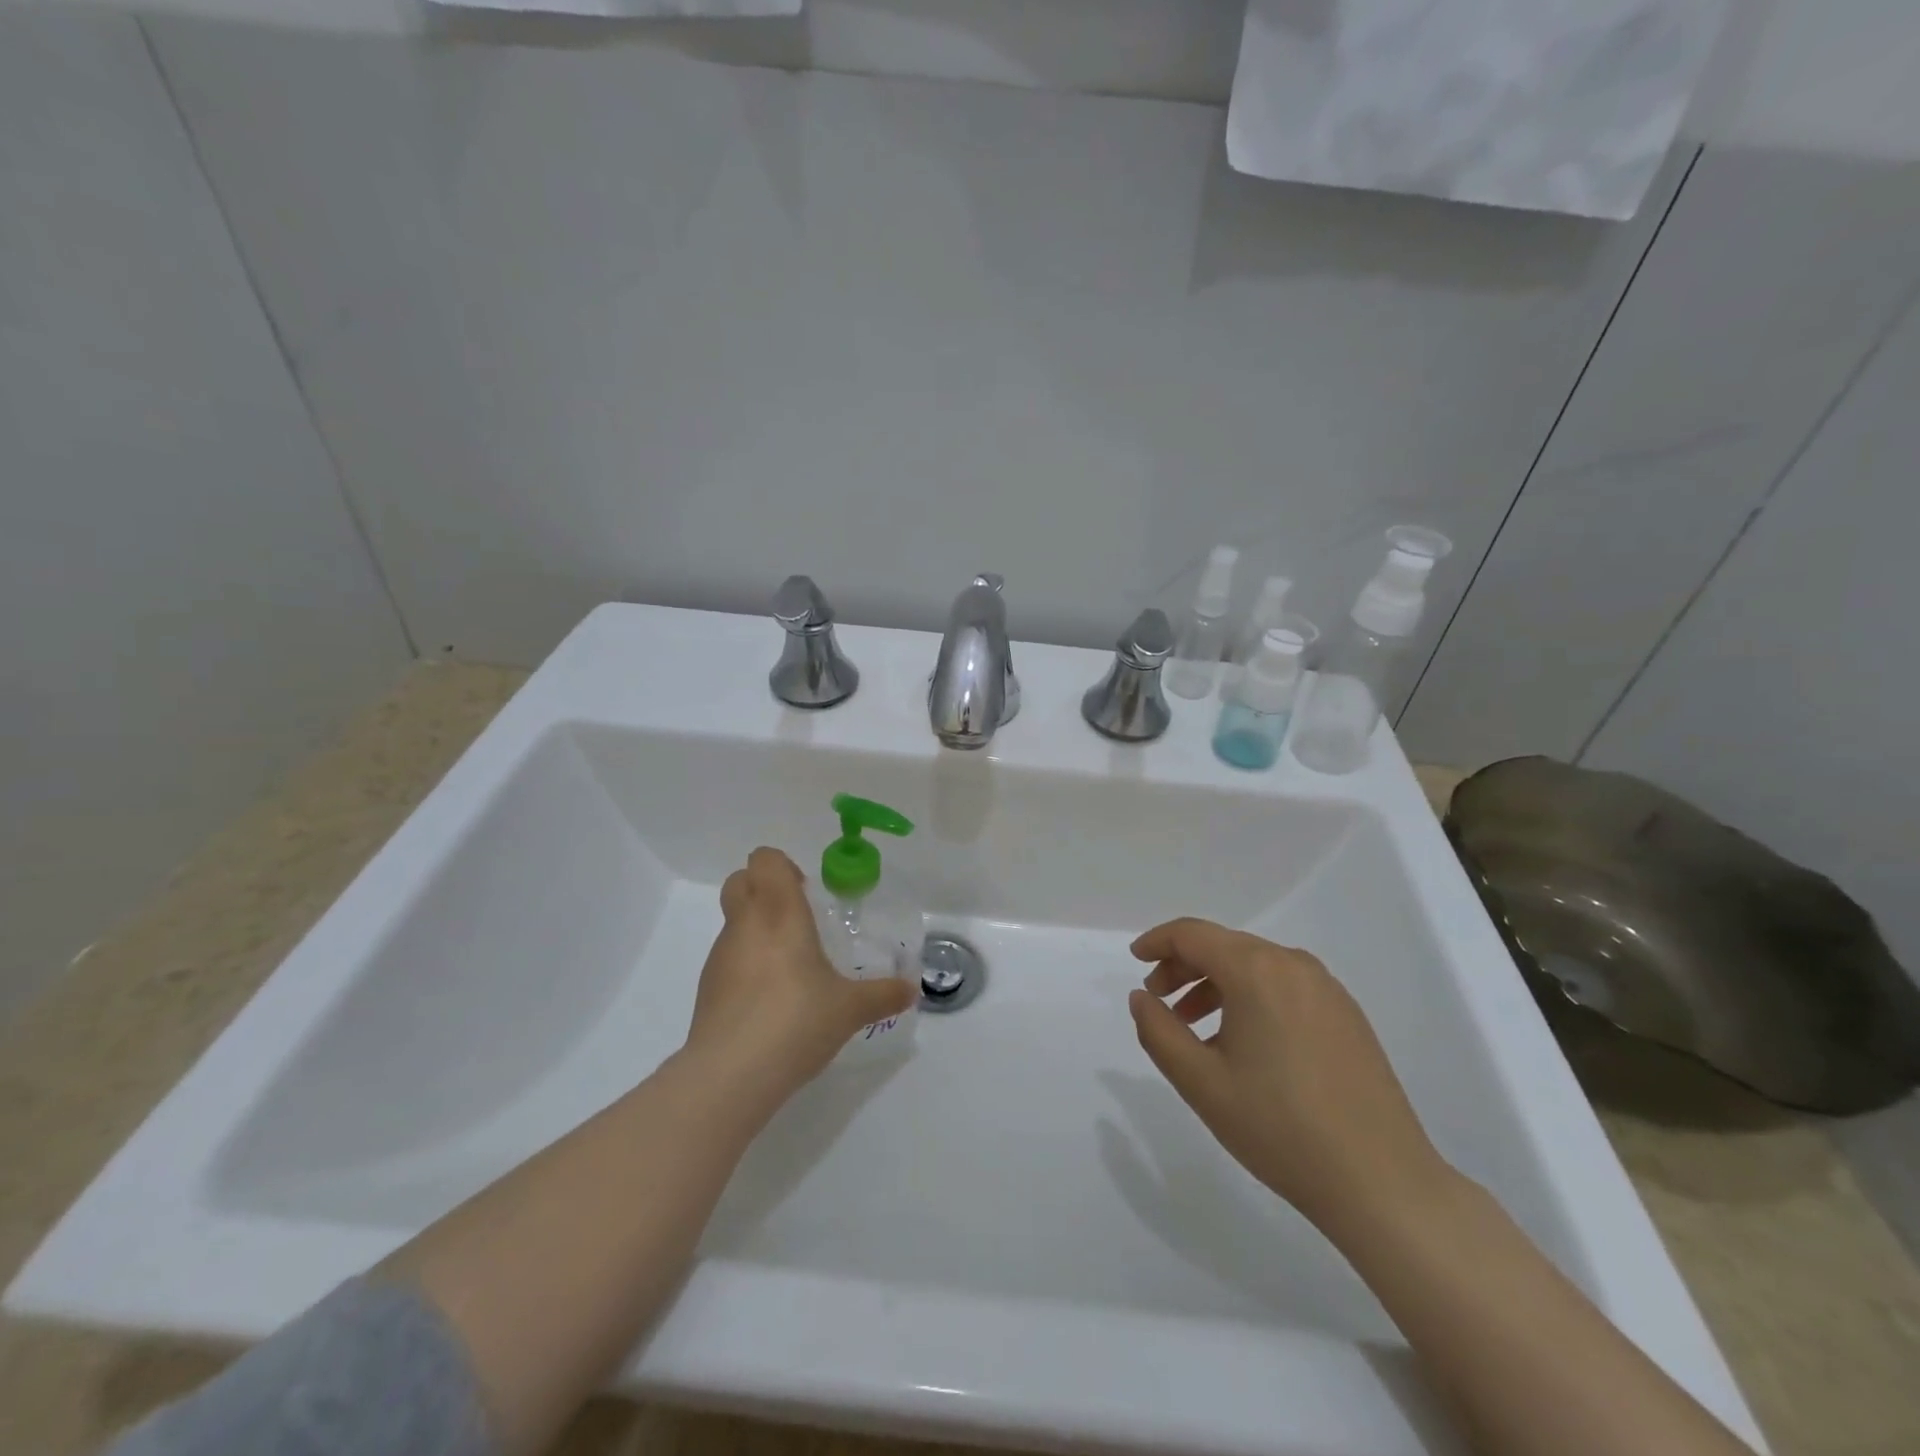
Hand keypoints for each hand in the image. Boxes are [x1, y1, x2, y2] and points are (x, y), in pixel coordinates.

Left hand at [686, 848, 917, 1100]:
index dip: (783, 867)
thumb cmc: (796, 1021)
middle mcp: (745, 924)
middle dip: (764, 889)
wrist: (731, 1075)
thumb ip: (883, 995)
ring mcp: (720, 956)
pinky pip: (728, 958)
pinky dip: (746, 965)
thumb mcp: (850, 1009)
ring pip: (733, 921)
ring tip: (790, 967)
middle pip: (739, 881)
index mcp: (779, 912)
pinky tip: (769, 1002)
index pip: (765, 860)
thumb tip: (910, 990)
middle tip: (798, 919)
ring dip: (756, 929)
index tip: (808, 893)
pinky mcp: (706, 988)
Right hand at [1128, 918, 1449, 1233]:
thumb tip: (1142, 998)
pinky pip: (1284, 987)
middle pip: (1224, 946)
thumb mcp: (1200, 1082)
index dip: (1157, 942)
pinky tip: (1243, 1043)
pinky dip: (1250, 998)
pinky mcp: (1347, 1015)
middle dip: (1183, 966)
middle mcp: (1293, 965)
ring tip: (1194, 1027)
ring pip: (1255, 966)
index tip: (1136, 961)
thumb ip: (1158, 1031)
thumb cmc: (1279, 1127)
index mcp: (1256, 970)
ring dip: (1216, 984)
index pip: (1192, 934)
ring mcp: (1327, 989)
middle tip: (1158, 1001)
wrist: (1382, 1182)